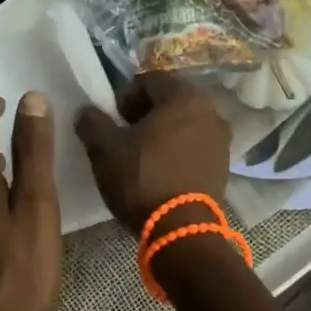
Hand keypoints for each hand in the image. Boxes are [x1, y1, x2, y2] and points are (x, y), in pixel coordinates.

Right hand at [75, 74, 231, 235]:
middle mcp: (210, 111)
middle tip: (124, 135)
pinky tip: (162, 171)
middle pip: (170, 101)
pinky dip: (179, 151)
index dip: (125, 96)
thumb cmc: (142, 179)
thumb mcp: (105, 149)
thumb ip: (92, 122)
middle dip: (145, 114)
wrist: (181, 230)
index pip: (149, 80)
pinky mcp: (224, 166)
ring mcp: (222, 140)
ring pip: (185, 125)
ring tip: (142, 156)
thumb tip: (86, 112)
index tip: (112, 119)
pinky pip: (196, 147)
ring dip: (163, 133)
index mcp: (183, 97)